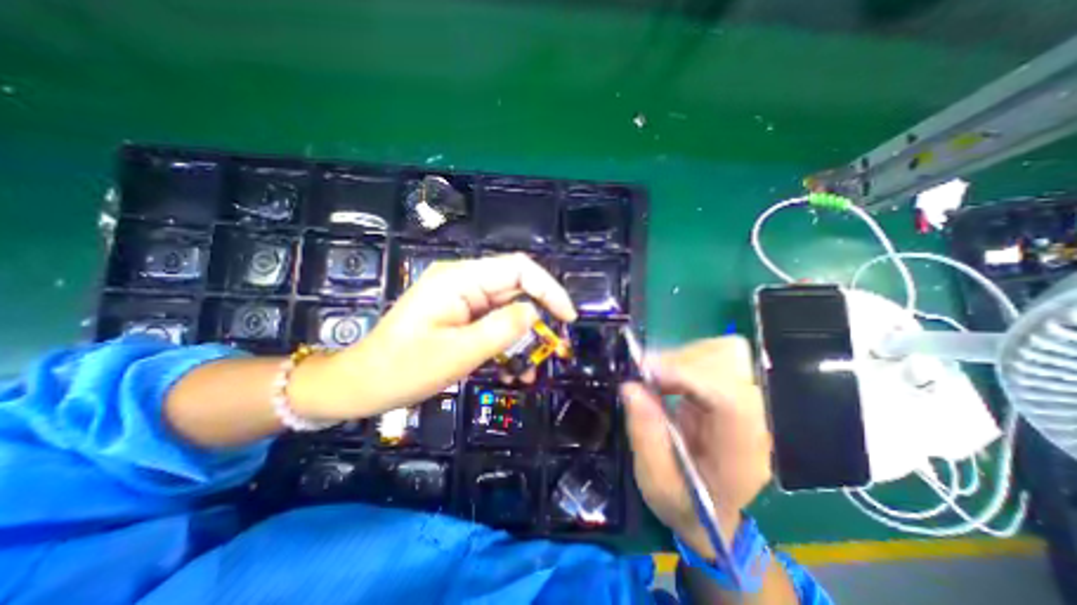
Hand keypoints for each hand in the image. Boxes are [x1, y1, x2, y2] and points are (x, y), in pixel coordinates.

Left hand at [286, 252, 572, 420]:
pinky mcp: (460, 315)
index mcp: (460, 279)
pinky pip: (493, 323)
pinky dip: (507, 344)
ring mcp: (462, 299)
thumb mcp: (458, 353)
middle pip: (516, 289)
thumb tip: (534, 312)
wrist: (362, 384)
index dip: (549, 289)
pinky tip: (510, 370)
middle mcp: (464, 281)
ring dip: (523, 338)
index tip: (568, 318)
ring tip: (528, 370)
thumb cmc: (404, 369)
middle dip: (539, 319)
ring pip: (508, 310)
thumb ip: (501, 330)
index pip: (519, 269)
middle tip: (554, 349)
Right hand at [624, 335, 773, 557]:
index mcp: (740, 455)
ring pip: (723, 353)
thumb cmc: (684, 505)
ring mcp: (745, 402)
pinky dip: (684, 357)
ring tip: (654, 376)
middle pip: (730, 366)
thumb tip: (630, 387)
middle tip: (645, 374)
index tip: (647, 371)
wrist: (711, 513)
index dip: (688, 376)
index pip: (730, 399)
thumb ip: (645, 437)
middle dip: (681, 362)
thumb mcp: (656, 483)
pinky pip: (712, 356)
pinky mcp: (730, 391)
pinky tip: (666, 376)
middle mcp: (752, 421)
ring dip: (681, 357)